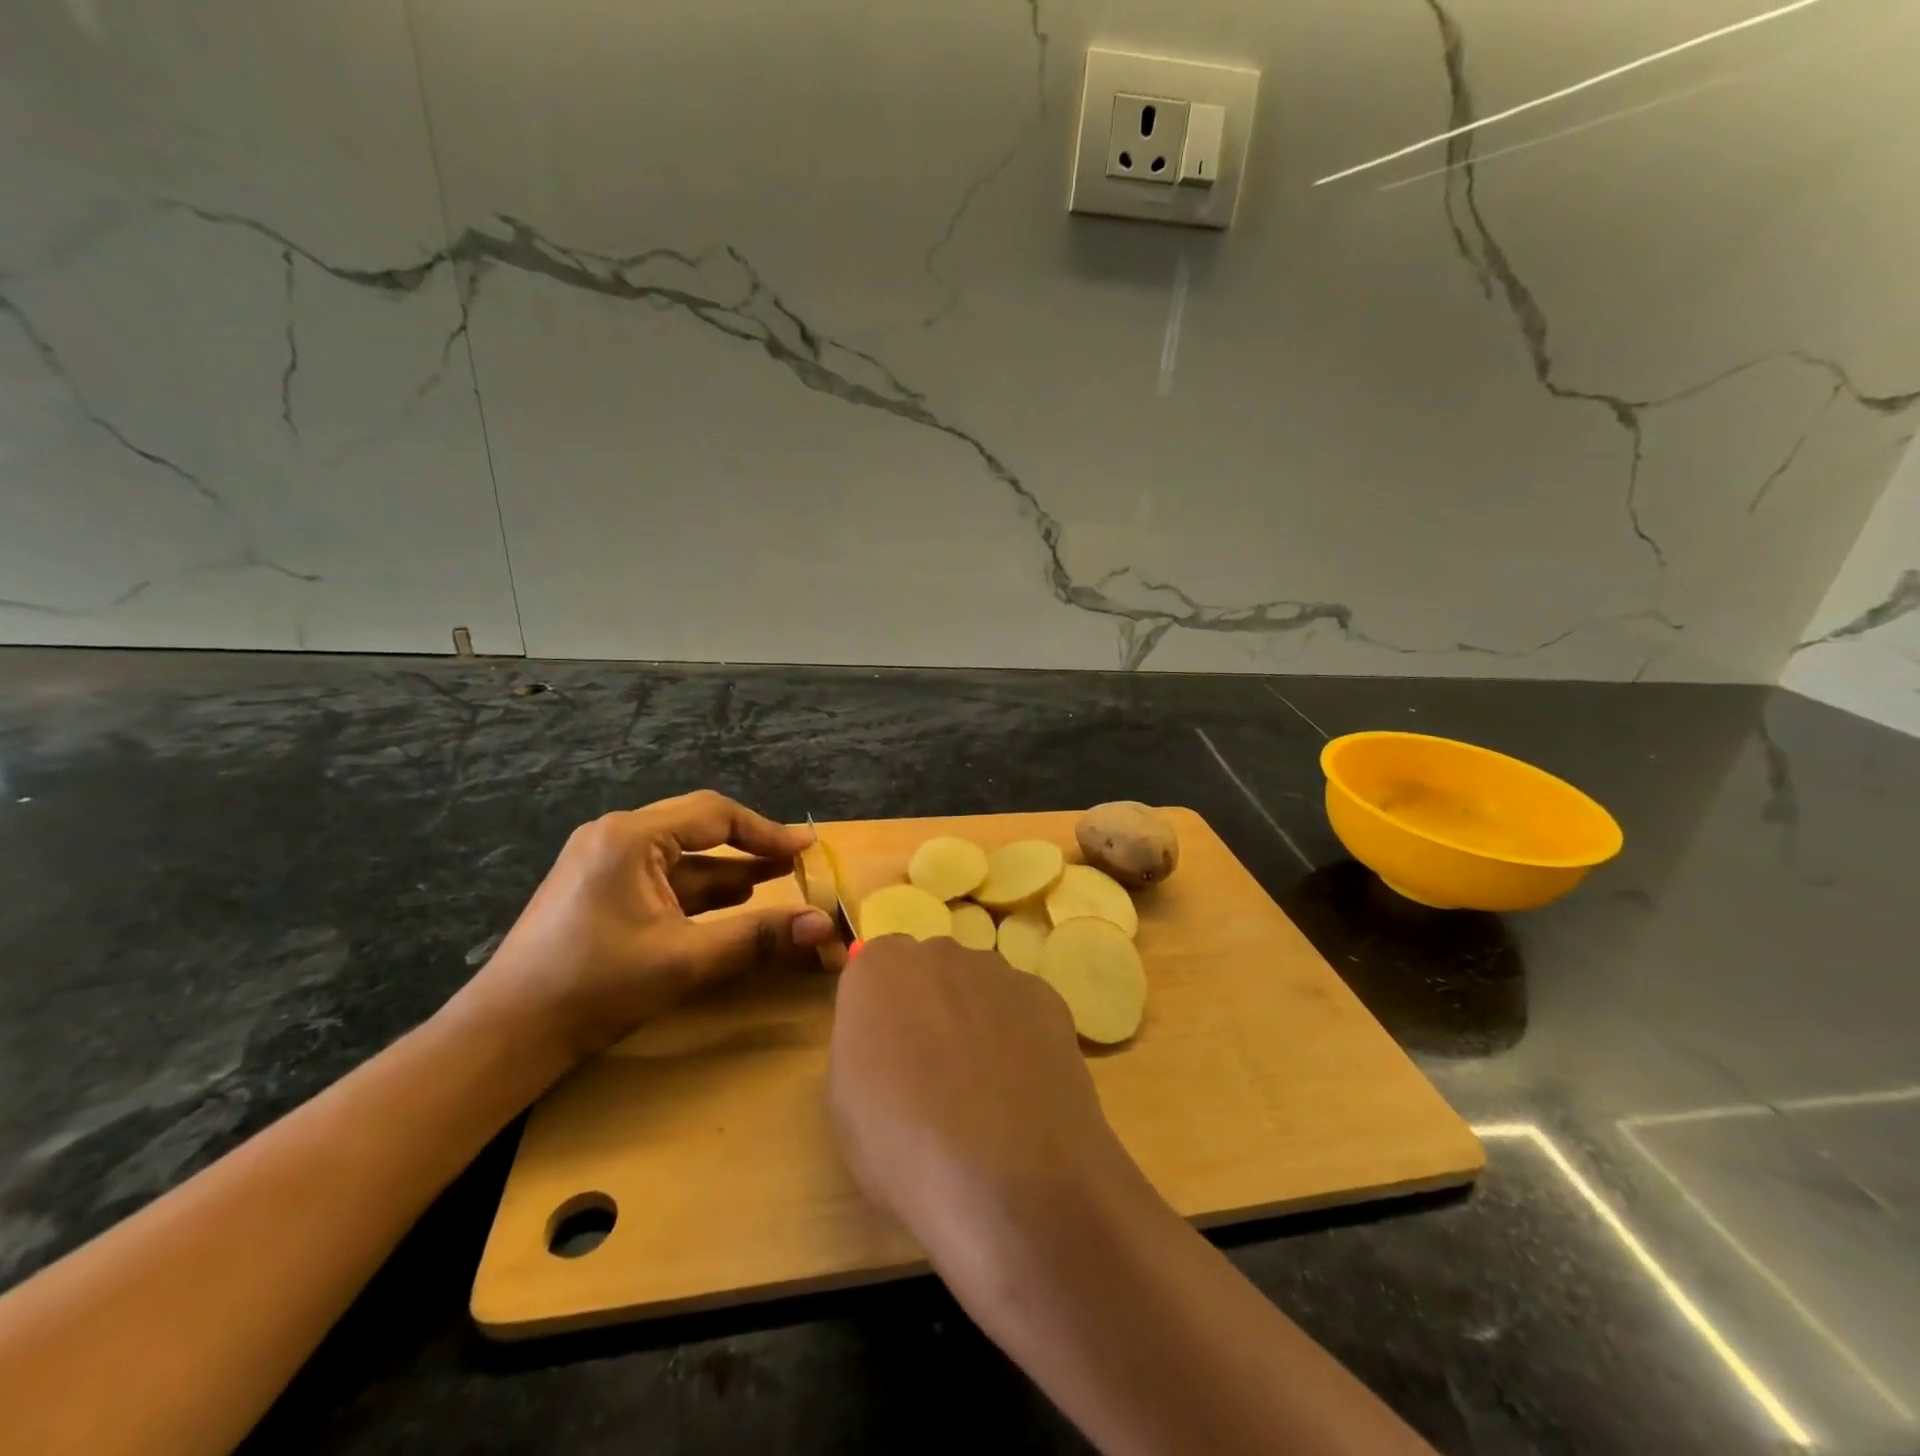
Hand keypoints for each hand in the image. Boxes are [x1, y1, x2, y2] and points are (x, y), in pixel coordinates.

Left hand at [460, 791, 835, 1061]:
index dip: (767, 831)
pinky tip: (729, 901)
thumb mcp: (685, 961)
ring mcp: (603, 863)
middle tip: (796, 862)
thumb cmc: (594, 987)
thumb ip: (757, 938)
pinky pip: (662, 877)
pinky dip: (699, 889)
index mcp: (631, 837)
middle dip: (750, 847)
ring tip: (774, 879)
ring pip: (682, 856)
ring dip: (728, 869)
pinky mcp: (598, 890)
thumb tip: (824, 926)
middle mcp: (616, 837)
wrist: (505, 1036)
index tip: (807, 849)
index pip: (715, 814)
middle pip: (699, 829)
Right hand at [827, 935, 1147, 1287]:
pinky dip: (1018, 1037)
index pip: (873, 970)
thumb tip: (887, 1038)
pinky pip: (1020, 1009)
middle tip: (932, 1074)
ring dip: (974, 1021)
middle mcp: (939, 953)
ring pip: (977, 988)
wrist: (1011, 1180)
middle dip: (928, 1008)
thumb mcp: (846, 1105)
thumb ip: (864, 1046)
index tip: (885, 1056)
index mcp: (879, 969)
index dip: (880, 1014)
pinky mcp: (1047, 997)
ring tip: (985, 1091)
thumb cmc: (905, 1147)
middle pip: (928, 972)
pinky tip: (1022, 1091)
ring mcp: (999, 971)